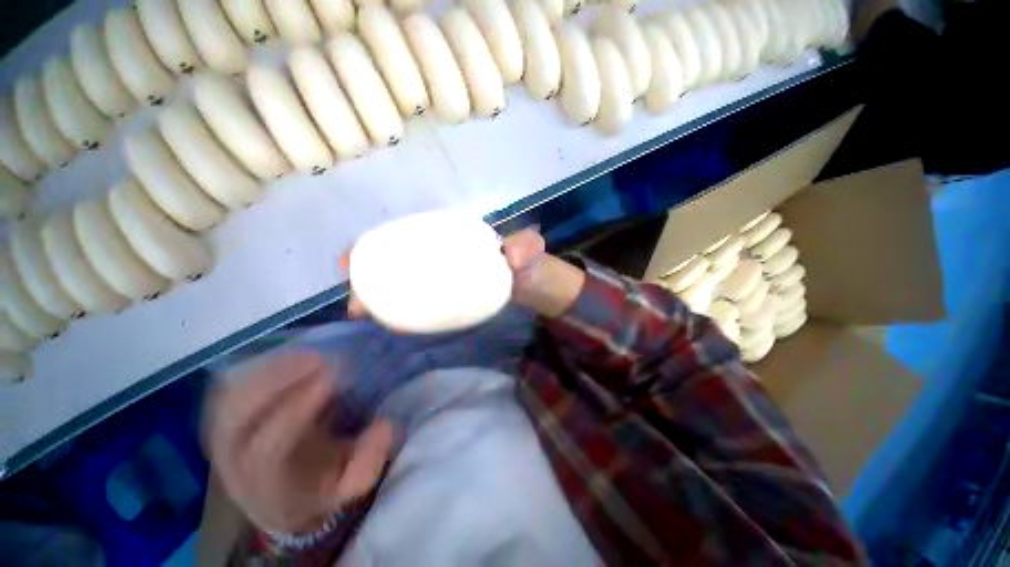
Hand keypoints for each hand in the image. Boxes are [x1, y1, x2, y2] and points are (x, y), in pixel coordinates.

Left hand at [206, 351, 393, 533]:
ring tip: (309, 353)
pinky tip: (289, 356)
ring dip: (268, 371)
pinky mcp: (222, 419)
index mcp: (266, 487)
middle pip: (234, 421)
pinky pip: (226, 389)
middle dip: (276, 382)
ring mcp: (222, 439)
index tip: (331, 379)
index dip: (295, 412)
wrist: (281, 495)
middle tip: (318, 357)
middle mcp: (234, 464)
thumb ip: (368, 462)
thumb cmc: (320, 486)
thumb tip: (384, 425)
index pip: (267, 452)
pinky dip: (255, 369)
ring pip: (227, 400)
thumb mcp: (350, 483)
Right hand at [347, 228, 584, 319]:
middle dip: (370, 278)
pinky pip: (423, 305)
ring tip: (365, 315)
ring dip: (382, 299)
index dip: (377, 245)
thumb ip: (526, 246)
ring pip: (406, 286)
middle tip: (357, 302)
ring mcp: (446, 281)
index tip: (352, 260)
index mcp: (454, 238)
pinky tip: (395, 324)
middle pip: (399, 264)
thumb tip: (509, 257)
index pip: (410, 236)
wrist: (537, 286)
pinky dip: (406, 312)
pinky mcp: (452, 301)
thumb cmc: (529, 263)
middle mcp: (443, 257)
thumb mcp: (529, 249)